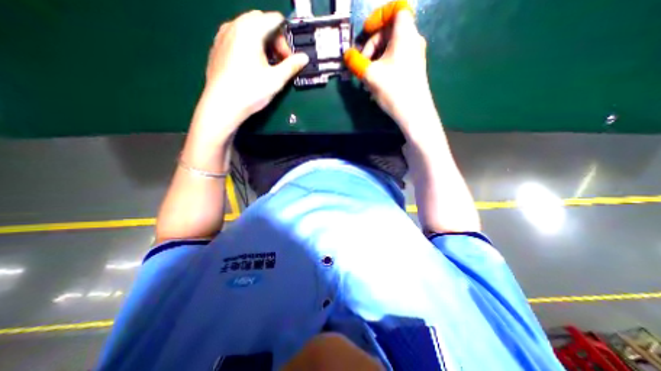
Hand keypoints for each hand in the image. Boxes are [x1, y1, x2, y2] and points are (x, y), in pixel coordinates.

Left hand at [200, 11, 308, 129]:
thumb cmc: (251, 91)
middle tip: (279, 61)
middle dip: (274, 39)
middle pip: (260, 21)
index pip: (274, 19)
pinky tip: (251, 65)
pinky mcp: (217, 46)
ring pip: (247, 28)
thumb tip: (304, 58)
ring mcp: (222, 35)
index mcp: (250, 30)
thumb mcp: (276, 80)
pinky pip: (236, 36)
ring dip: (261, 42)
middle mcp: (234, 25)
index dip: (286, 38)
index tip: (288, 58)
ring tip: (266, 64)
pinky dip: (248, 45)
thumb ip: (292, 66)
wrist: (222, 105)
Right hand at [343, 2, 430, 134]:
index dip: (378, 16)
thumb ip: (355, 62)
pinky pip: (395, 60)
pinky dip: (383, 66)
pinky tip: (375, 83)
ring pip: (390, 48)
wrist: (414, 113)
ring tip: (366, 79)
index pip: (396, 8)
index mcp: (405, 33)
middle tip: (361, 64)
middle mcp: (413, 40)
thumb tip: (347, 55)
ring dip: (375, 59)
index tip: (365, 32)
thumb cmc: (393, 89)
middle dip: (371, 46)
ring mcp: (414, 55)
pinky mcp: (413, 69)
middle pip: (389, 31)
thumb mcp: (370, 74)